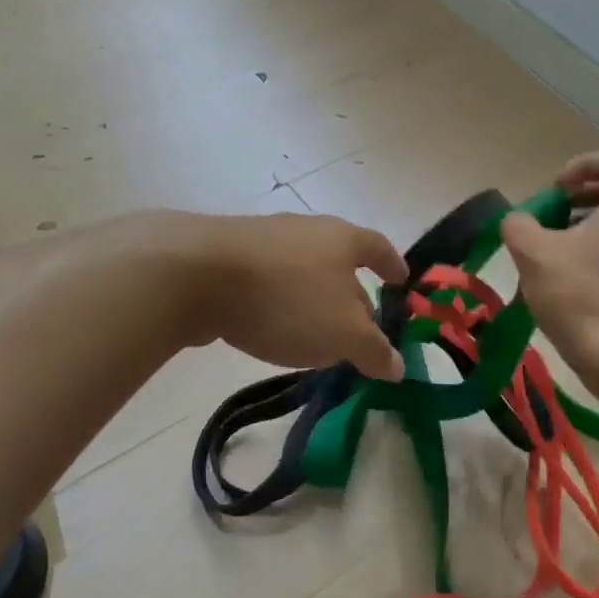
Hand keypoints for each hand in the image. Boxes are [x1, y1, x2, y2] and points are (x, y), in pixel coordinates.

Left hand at [186, 212, 408, 379]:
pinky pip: (270, 281)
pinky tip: (275, 327)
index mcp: (343, 239)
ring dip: (315, 300)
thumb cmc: (287, 299)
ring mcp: (265, 239)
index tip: (402, 282)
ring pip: (303, 272)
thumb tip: (399, 367)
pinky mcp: (229, 257)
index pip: (380, 248)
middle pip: (341, 261)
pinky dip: (282, 302)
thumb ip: (374, 351)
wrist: (196, 275)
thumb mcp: (343, 334)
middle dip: (353, 294)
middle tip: (360, 328)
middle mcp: (308, 230)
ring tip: (318, 333)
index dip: (393, 266)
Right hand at [502, 150, 598, 369]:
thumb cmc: (578, 295)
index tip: (556, 189)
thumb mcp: (533, 253)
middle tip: (546, 218)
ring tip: (548, 251)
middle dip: (576, 199)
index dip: (583, 165)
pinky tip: (562, 282)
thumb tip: (517, 220)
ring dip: (580, 229)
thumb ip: (518, 224)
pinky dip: (590, 256)